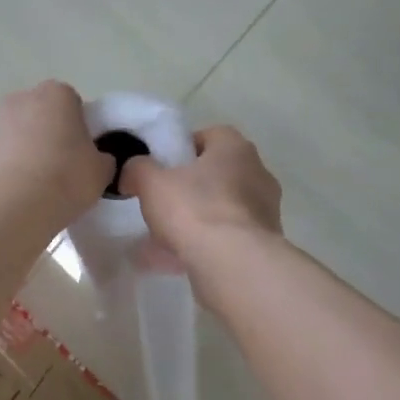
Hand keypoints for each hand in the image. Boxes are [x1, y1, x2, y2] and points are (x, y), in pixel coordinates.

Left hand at [0, 81, 112, 229]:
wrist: (11, 207)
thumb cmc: (65, 178)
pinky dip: (11, 170)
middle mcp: (22, 99)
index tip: (86, 156)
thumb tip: (96, 159)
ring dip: (30, 153)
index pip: (75, 104)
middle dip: (53, 137)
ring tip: (41, 187)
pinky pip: (3, 157)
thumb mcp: (102, 171)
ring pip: (21, 136)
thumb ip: (103, 158)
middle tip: (66, 170)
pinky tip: (21, 195)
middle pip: (44, 116)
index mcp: (57, 94)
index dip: (82, 130)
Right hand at [120, 125, 281, 266]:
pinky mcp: (263, 242)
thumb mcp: (151, 182)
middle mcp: (258, 172)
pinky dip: (205, 245)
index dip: (181, 150)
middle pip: (216, 174)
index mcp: (235, 147)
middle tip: (162, 204)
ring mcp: (265, 210)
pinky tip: (178, 260)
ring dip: (197, 220)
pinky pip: (227, 237)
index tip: (161, 169)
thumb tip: (134, 170)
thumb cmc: (193, 209)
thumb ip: (138, 169)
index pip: (208, 136)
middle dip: (189, 188)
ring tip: (164, 240)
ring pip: (221, 209)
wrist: (232, 262)